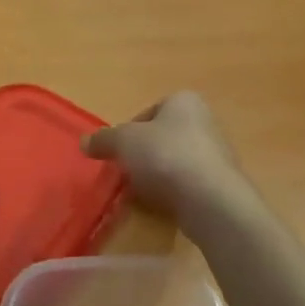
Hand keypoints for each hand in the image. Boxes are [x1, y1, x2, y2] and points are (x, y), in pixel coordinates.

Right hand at [82, 92, 260, 228]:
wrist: (210, 198)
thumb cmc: (165, 155)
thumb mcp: (124, 141)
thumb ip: (104, 139)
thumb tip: (84, 142)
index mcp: (184, 101)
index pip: (149, 112)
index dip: (129, 132)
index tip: (119, 152)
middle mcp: (204, 120)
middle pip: (162, 137)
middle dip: (143, 155)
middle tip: (127, 173)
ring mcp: (216, 153)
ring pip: (175, 161)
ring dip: (158, 175)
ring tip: (143, 192)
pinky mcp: (220, 183)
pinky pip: (188, 184)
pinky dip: (174, 192)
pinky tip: (163, 205)